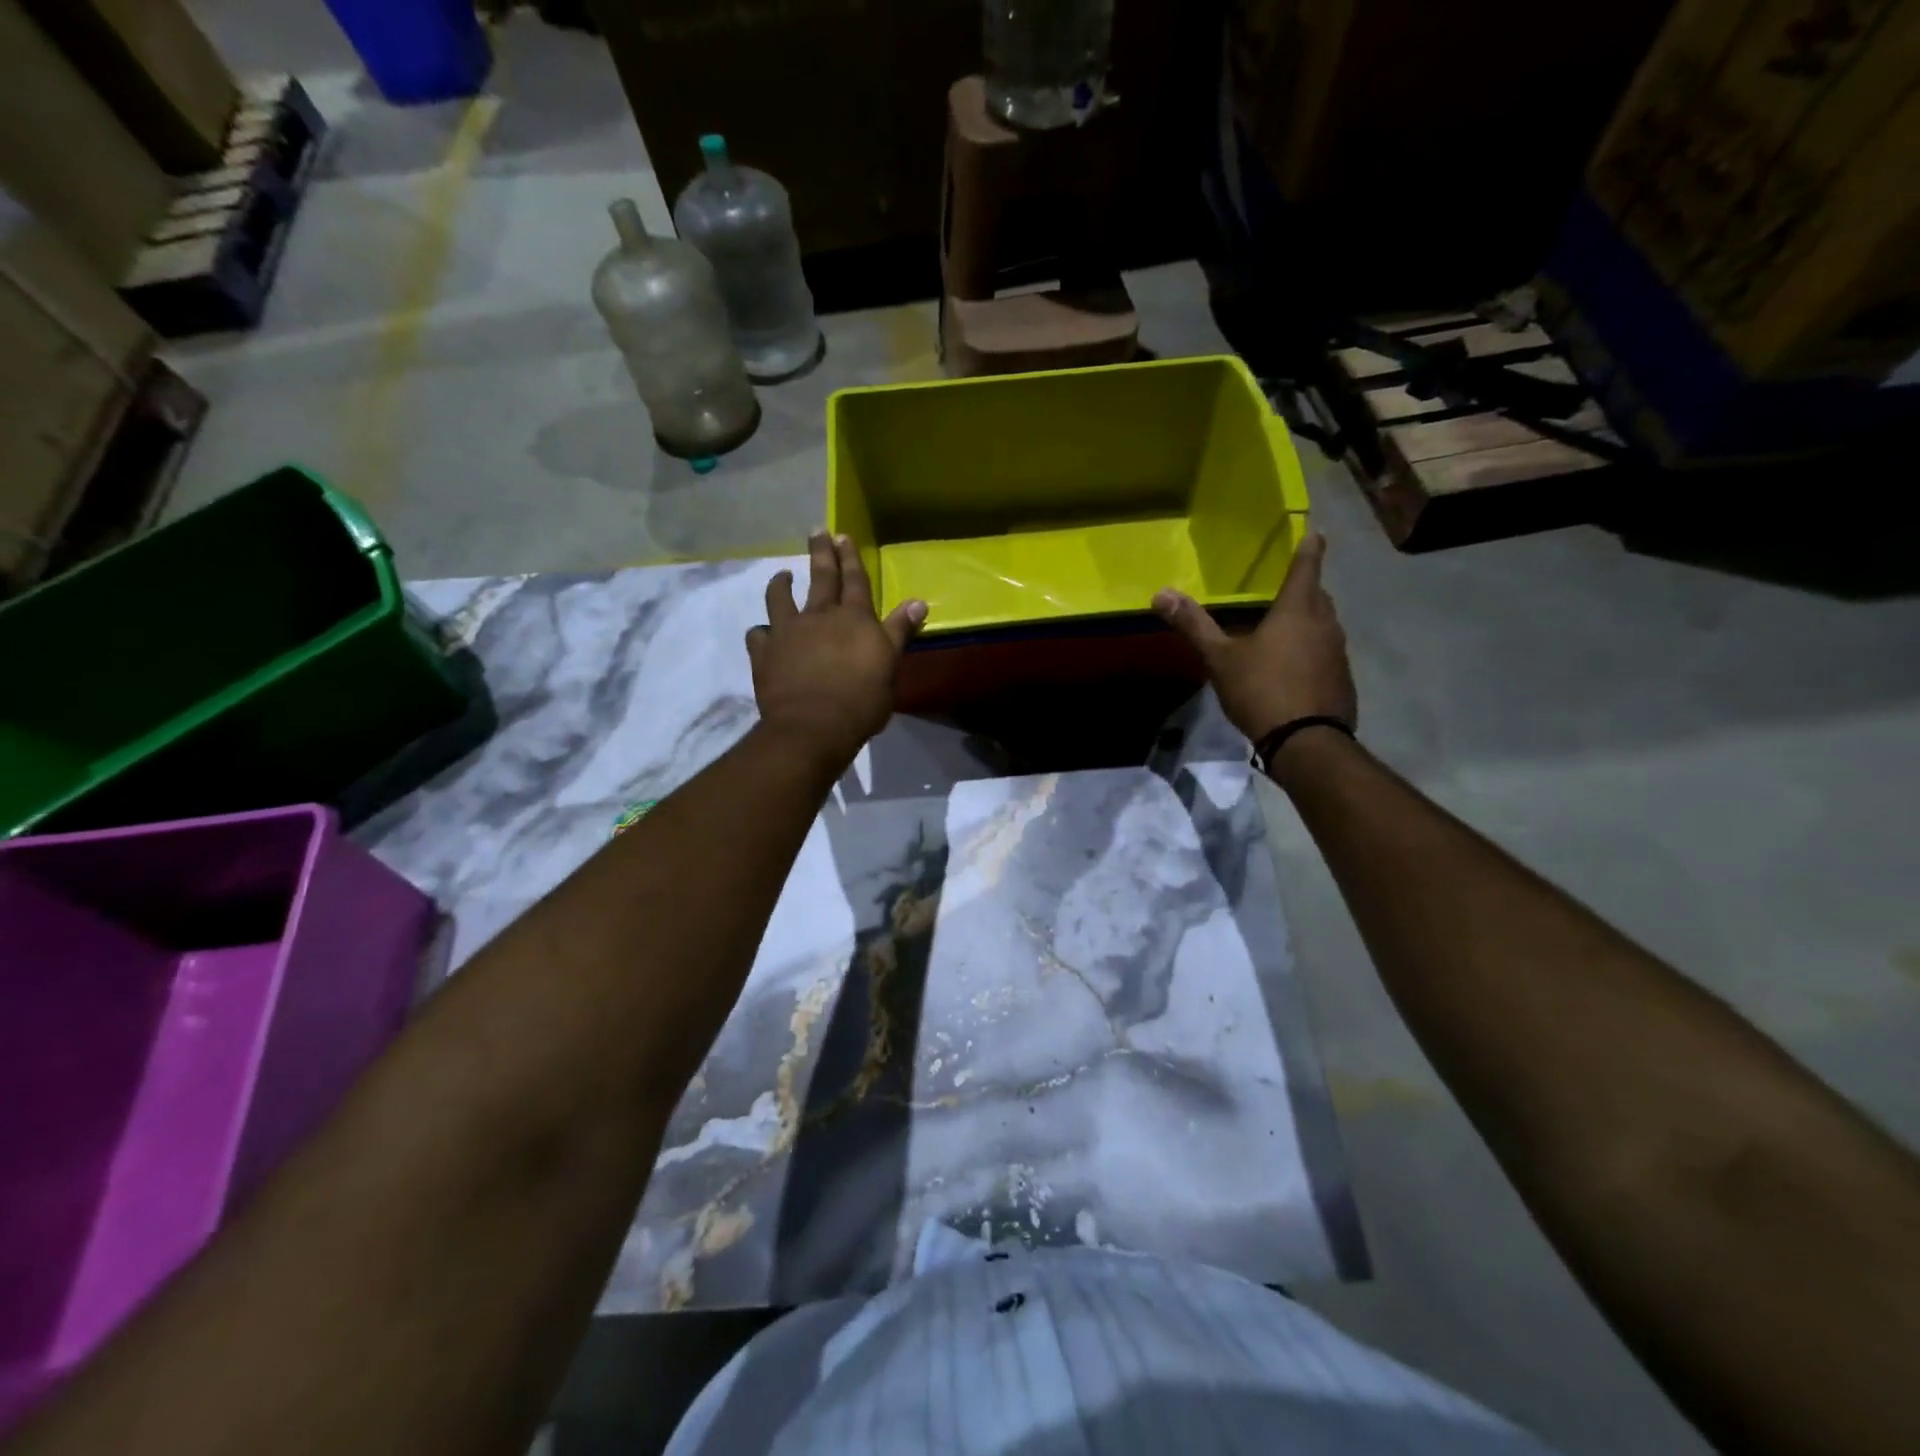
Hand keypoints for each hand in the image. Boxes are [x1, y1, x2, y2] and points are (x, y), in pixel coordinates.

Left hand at [746, 532, 926, 769]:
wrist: (813, 726)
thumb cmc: (861, 700)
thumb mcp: (890, 666)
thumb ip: (899, 632)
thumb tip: (919, 601)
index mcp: (854, 619)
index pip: (855, 581)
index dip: (851, 558)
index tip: (843, 536)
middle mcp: (819, 616)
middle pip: (821, 578)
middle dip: (821, 553)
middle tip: (818, 531)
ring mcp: (787, 632)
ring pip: (780, 598)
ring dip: (782, 584)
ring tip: (783, 575)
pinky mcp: (764, 653)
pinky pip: (758, 635)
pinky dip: (761, 632)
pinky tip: (763, 633)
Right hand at [1153, 532, 1356, 744]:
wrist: (1306, 741)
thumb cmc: (1262, 689)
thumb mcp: (1220, 658)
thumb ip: (1194, 625)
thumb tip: (1160, 593)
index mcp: (1297, 610)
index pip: (1306, 567)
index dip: (1309, 548)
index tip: (1315, 532)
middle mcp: (1325, 624)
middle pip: (1318, 595)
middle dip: (1306, 587)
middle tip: (1287, 585)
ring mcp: (1338, 653)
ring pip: (1325, 625)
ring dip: (1309, 620)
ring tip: (1286, 627)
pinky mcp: (1342, 680)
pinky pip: (1327, 653)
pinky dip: (1312, 650)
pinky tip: (1294, 667)